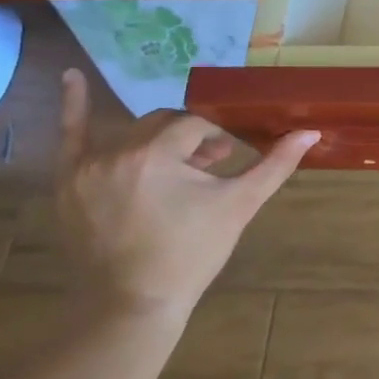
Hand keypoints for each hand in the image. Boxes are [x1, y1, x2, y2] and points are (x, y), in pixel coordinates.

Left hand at [54, 68, 318, 318]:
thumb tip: (311, 131)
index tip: (226, 163)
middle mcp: (116, 153)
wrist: (135, 303)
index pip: (195, 127)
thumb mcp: (239, 204)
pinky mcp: (67, 183)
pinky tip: (71, 75)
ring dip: (157, 138)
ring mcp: (86, 168)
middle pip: (163, 124)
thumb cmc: (193, 252)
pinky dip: (71, 106)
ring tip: (175, 164)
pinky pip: (68, 136)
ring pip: (132, 132)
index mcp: (156, 154)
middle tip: (208, 168)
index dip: (216, 141)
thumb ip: (275, 164)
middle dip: (189, 139)